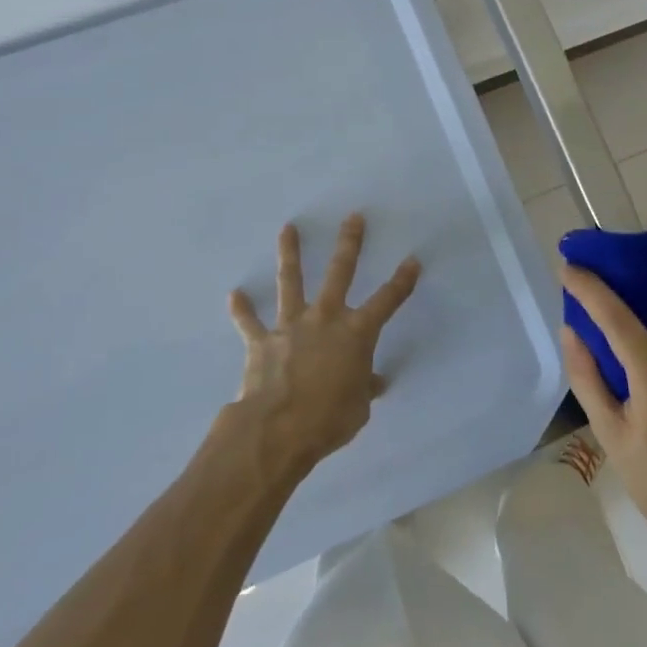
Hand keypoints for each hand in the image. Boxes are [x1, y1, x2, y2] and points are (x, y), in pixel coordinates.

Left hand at [227, 214, 420, 477]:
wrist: (278, 429)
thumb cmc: (329, 420)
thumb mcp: (359, 408)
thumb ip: (365, 388)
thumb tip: (373, 382)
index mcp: (356, 333)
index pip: (387, 301)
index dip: (402, 281)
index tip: (412, 260)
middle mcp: (325, 318)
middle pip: (340, 272)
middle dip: (349, 243)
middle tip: (353, 217)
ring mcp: (291, 326)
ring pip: (291, 281)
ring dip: (290, 254)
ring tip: (288, 228)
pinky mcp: (262, 341)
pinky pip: (250, 322)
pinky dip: (242, 310)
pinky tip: (234, 295)